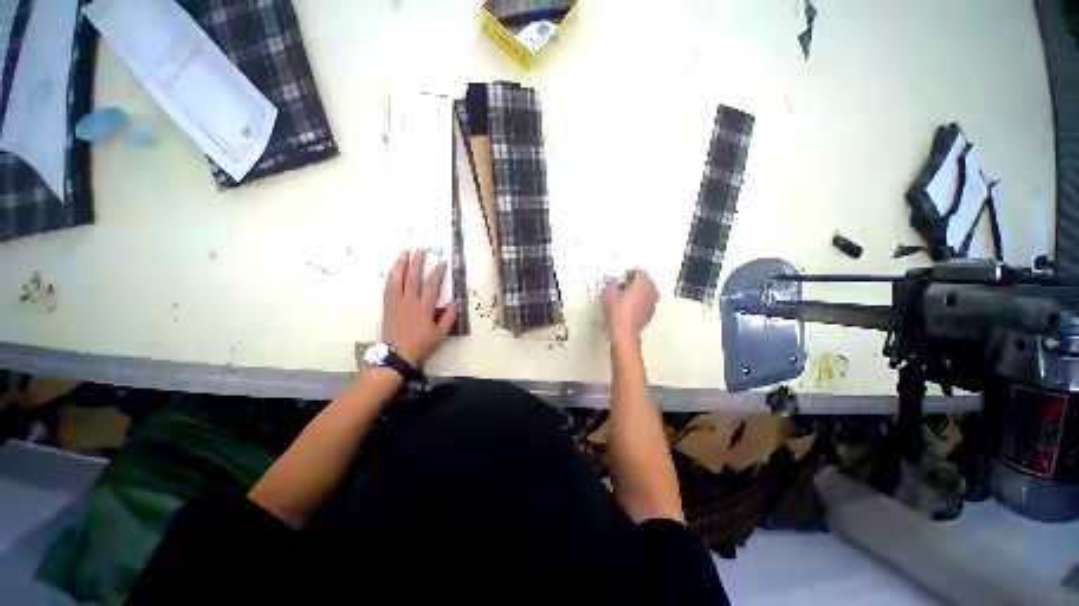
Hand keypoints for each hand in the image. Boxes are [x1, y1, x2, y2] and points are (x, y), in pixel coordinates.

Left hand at [381, 250, 459, 365]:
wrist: (396, 355)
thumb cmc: (421, 344)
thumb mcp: (440, 333)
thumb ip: (449, 315)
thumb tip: (459, 300)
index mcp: (424, 307)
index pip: (432, 285)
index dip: (438, 272)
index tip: (442, 261)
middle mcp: (409, 301)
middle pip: (413, 277)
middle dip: (418, 262)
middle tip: (421, 249)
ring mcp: (396, 302)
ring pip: (397, 279)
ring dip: (401, 264)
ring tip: (404, 253)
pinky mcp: (387, 306)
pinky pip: (388, 287)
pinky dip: (391, 276)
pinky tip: (393, 270)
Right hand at [601, 269, 658, 346]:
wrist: (624, 332)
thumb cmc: (619, 312)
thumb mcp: (609, 293)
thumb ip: (612, 283)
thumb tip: (613, 281)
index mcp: (644, 283)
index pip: (638, 271)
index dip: (627, 273)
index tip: (620, 277)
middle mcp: (652, 291)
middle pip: (644, 281)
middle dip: (633, 282)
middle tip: (621, 285)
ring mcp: (653, 303)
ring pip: (646, 291)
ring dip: (637, 291)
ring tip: (624, 296)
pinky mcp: (650, 313)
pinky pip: (645, 302)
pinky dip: (639, 301)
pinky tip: (628, 306)